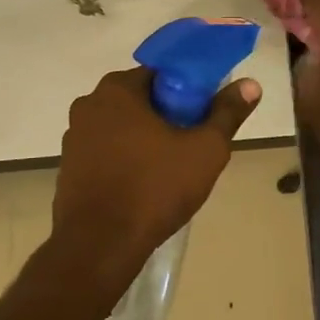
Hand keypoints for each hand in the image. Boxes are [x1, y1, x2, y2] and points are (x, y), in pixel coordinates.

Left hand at [54, 66, 261, 269]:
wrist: (101, 245)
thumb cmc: (155, 188)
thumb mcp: (205, 150)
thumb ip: (227, 113)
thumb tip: (251, 85)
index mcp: (118, 89)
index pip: (161, 73)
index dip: (189, 90)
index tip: (205, 114)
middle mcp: (89, 105)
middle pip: (140, 99)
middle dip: (167, 115)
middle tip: (193, 142)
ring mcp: (74, 138)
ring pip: (122, 127)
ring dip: (145, 139)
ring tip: (172, 168)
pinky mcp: (68, 168)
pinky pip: (106, 152)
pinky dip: (126, 160)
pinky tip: (145, 185)